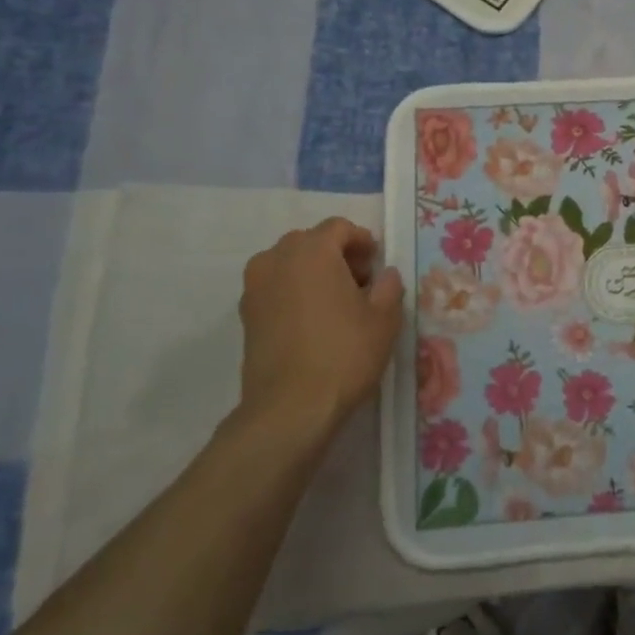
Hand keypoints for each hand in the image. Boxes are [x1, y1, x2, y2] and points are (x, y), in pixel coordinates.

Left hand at [235, 219, 404, 459]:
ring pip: (288, 264)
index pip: (338, 227)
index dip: (362, 240)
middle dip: (336, 254)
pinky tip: (312, 321)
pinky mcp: (245, 314)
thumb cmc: (345, 354)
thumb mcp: (384, 318)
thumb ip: (389, 287)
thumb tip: (386, 275)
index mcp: (312, 251)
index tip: (377, 264)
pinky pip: (274, 287)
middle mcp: (277, 259)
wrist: (291, 407)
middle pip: (310, 242)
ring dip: (312, 272)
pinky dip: (294, 292)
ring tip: (335, 302)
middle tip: (360, 282)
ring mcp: (255, 286)